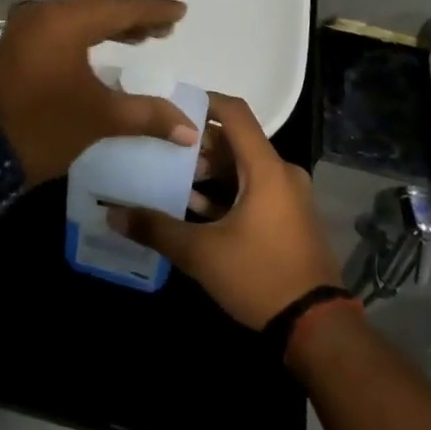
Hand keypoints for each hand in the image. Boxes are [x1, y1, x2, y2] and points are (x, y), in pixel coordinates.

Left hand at [0, 0, 196, 187]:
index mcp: (64, 22)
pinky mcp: (18, 45)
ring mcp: (27, 28)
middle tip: (167, 28)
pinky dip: (88, 33)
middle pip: (99, 6)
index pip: (119, 8)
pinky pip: (62, 27)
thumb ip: (148, 115)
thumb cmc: (45, 127)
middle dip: (134, 16)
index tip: (181, 11)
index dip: (152, 10)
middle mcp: (44, 14)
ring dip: (112, 25)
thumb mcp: (101, 118)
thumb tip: (189, 130)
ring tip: (145, 37)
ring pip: (79, 16)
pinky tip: (106, 45)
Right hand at [107, 93, 342, 329]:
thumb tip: (113, 215)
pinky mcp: (290, 217)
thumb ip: (156, 229)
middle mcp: (282, 172)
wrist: (317, 327)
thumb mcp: (202, 254)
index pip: (234, 112)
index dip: (204, 101)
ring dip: (211, 172)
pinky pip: (255, 189)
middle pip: (236, 141)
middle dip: (199, 144)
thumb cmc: (260, 276)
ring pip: (244, 168)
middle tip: (162, 150)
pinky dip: (228, 192)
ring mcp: (289, 196)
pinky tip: (197, 209)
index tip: (172, 106)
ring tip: (174, 181)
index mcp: (266, 168)